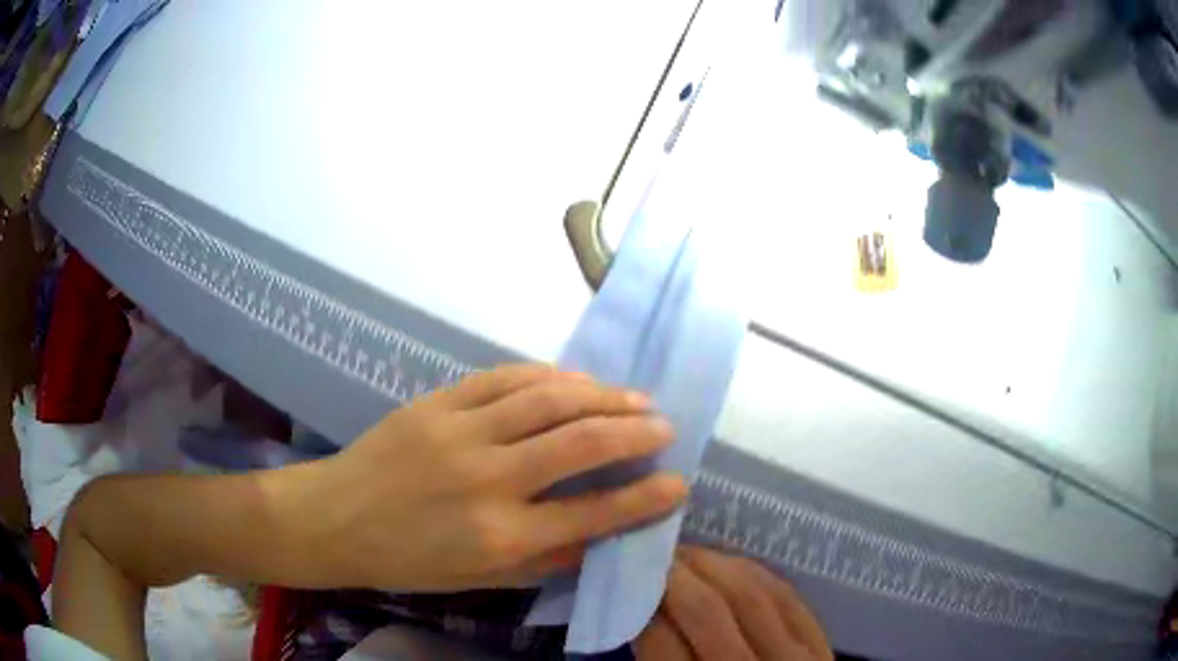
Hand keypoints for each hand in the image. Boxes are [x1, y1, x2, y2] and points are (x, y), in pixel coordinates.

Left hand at [280, 364, 687, 591]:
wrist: (335, 518)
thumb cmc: (406, 560)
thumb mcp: (477, 580)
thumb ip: (542, 559)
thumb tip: (598, 536)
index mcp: (498, 536)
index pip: (592, 515)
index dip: (644, 499)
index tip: (679, 484)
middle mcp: (486, 480)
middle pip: (579, 444)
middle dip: (634, 433)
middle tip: (665, 428)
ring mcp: (459, 432)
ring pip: (548, 400)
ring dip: (602, 396)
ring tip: (635, 398)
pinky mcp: (437, 402)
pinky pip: (504, 378)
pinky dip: (550, 375)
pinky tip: (577, 381)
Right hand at [634, 546, 832, 660]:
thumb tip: (640, 616)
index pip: (661, 640)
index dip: (640, 604)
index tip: (625, 581)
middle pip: (708, 610)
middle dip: (674, 574)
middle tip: (653, 556)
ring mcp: (794, 660)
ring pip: (751, 594)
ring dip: (714, 564)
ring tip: (687, 554)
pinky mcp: (822, 647)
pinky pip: (788, 597)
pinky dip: (757, 574)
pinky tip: (733, 566)